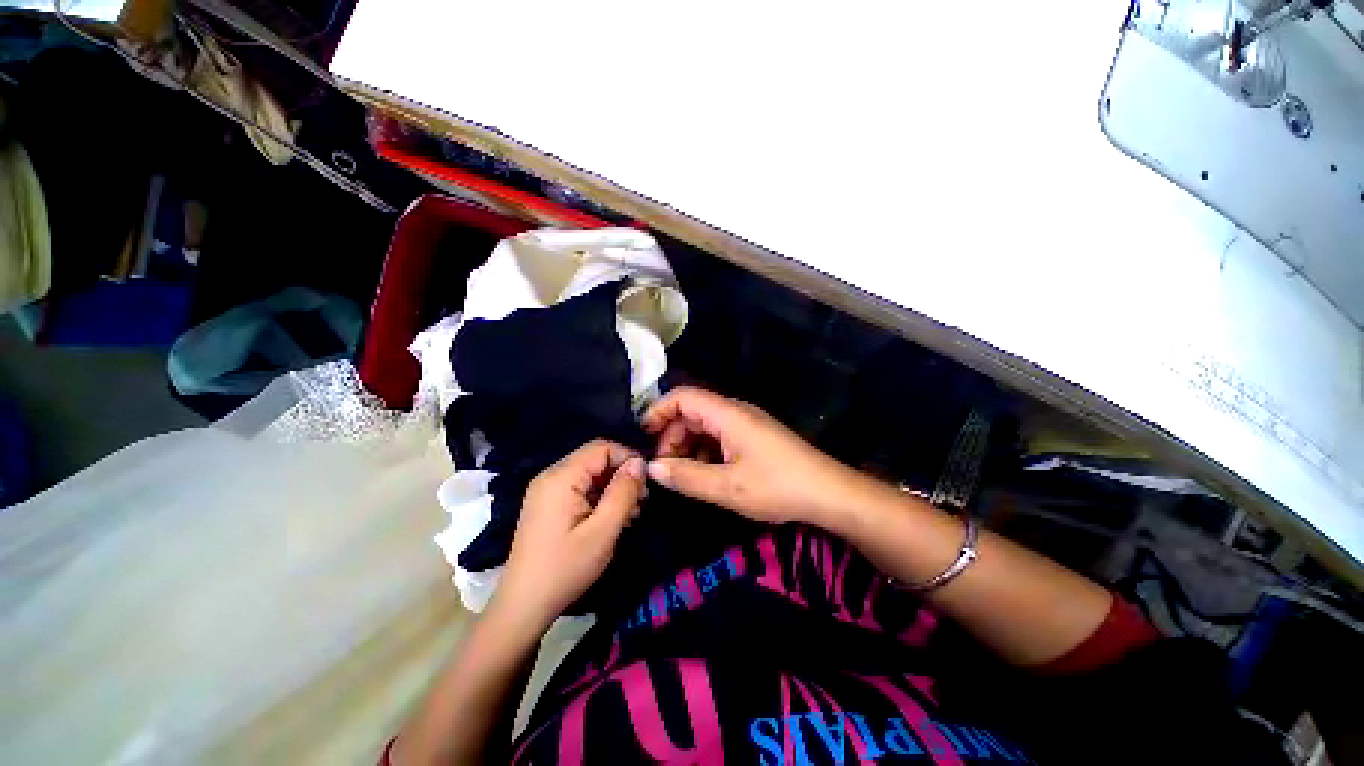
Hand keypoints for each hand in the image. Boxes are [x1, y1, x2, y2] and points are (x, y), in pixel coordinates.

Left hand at [491, 440, 646, 631]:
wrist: (523, 607)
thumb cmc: (565, 568)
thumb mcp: (603, 530)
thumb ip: (623, 491)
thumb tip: (640, 462)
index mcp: (561, 476)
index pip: (602, 447)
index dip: (628, 457)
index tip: (647, 480)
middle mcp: (551, 475)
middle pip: (595, 459)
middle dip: (622, 474)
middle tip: (642, 500)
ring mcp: (547, 491)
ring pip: (590, 474)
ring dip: (613, 488)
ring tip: (632, 512)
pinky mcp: (548, 505)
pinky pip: (580, 489)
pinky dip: (600, 498)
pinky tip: (614, 518)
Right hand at [642, 386, 860, 525]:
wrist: (828, 493)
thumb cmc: (777, 486)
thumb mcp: (727, 486)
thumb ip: (686, 476)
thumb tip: (652, 467)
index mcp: (727, 414)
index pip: (683, 397)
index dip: (659, 412)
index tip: (642, 437)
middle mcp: (734, 412)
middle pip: (691, 412)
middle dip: (671, 436)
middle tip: (664, 468)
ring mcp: (745, 424)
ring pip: (704, 426)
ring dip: (687, 446)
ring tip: (681, 475)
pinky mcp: (752, 437)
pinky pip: (719, 437)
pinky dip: (704, 452)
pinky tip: (704, 475)